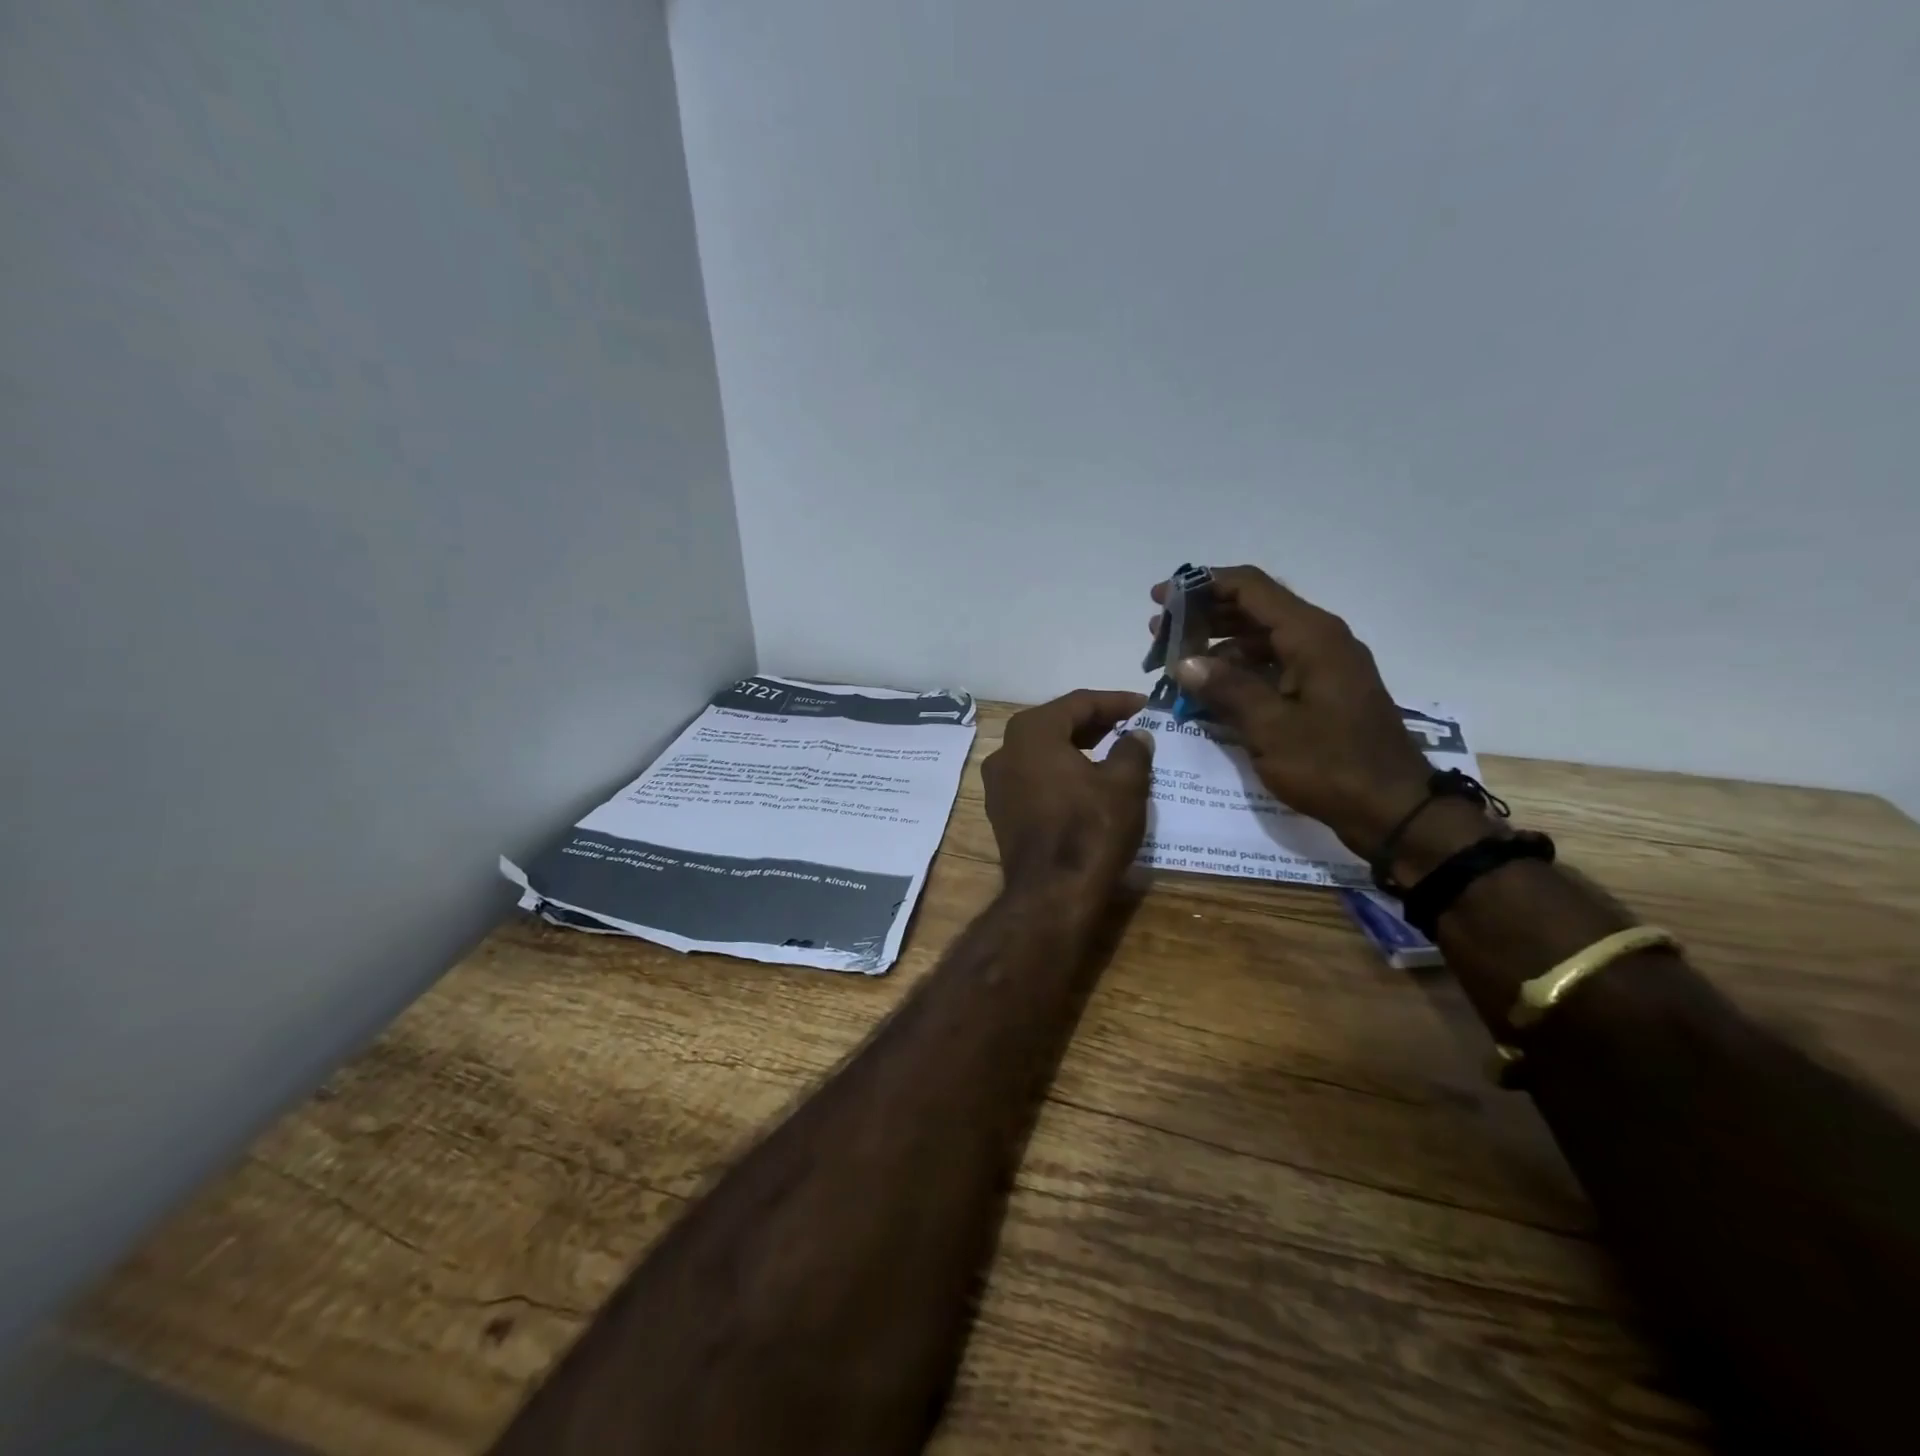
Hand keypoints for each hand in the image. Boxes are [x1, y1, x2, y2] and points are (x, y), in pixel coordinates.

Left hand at [982, 690, 1153, 898]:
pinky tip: (1086, 781)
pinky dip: (1060, 772)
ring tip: (1111, 749)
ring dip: (1076, 747)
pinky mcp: (1001, 811)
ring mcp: (997, 783)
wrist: (1051, 894)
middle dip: (1093, 722)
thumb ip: (1132, 750)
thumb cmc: (1090, 829)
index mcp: (1031, 732)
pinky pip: (1034, 777)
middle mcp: (1005, 750)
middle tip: (1127, 724)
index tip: (1144, 704)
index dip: (1115, 701)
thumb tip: (1136, 735)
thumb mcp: (1125, 784)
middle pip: (1055, 724)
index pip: (1078, 703)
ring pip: (1042, 752)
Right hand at [1149, 566, 1433, 856]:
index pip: (1250, 588)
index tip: (1159, 598)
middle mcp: (1319, 640)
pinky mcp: (1321, 691)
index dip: (1200, 585)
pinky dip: (1238, 672)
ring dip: (1217, 646)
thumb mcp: (1270, 728)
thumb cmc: (1331, 765)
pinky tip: (1209, 690)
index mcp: (1311, 636)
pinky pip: (1272, 666)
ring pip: (1260, 640)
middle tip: (1158, 633)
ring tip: (1176, 663)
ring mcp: (1323, 666)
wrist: (1394, 810)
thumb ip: (1225, 688)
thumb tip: (1183, 661)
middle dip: (1203, 616)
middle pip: (1254, 610)